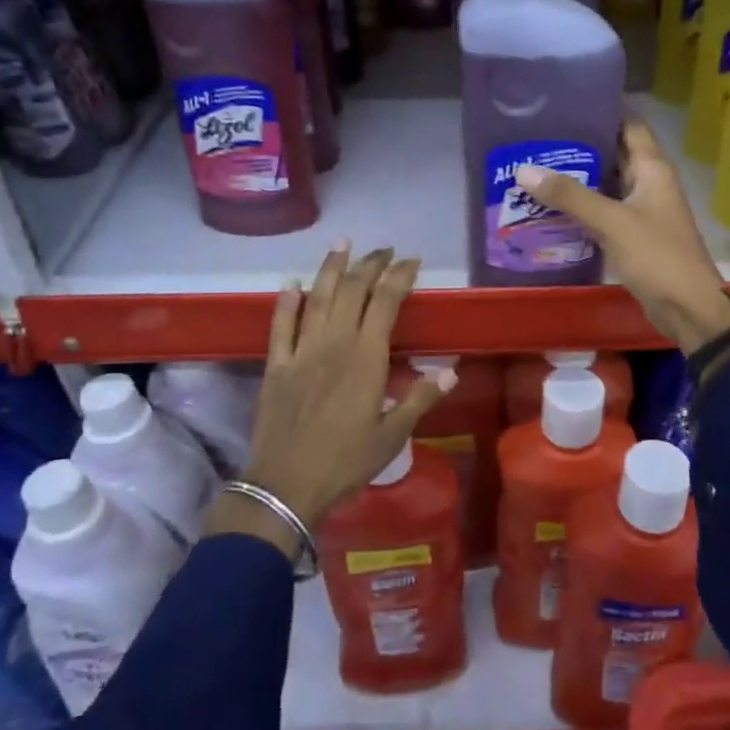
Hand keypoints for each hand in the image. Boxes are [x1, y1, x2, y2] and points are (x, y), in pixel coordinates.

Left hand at [206, 245, 455, 558]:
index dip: (400, 276)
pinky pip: (280, 324)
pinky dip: (286, 301)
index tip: (412, 261)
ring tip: (343, 243)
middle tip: (385, 250)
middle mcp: (334, 343)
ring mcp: (302, 350)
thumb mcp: (392, 435)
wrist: (286, 485)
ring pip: (318, 296)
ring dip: (331, 267)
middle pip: (353, 290)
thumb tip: (452, 370)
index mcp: (366, 357)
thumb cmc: (346, 462)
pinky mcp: (276, 364)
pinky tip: (292, 283)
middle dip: (370, 264)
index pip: (386, 301)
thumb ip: (420, 398)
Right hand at [516, 119, 729, 354]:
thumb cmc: (657, 257)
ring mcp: (643, 212)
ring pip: (607, 186)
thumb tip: (524, 170)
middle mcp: (649, 185)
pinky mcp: (635, 237)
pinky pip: (605, 213)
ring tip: (536, 170)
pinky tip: (552, 209)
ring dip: (579, 180)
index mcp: (653, 170)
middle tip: (538, 139)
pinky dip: (582, 209)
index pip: (630, 126)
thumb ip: (569, 196)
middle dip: (581, 147)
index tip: (566, 104)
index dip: (603, 111)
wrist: (689, 310)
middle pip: (615, 155)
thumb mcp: (611, 222)